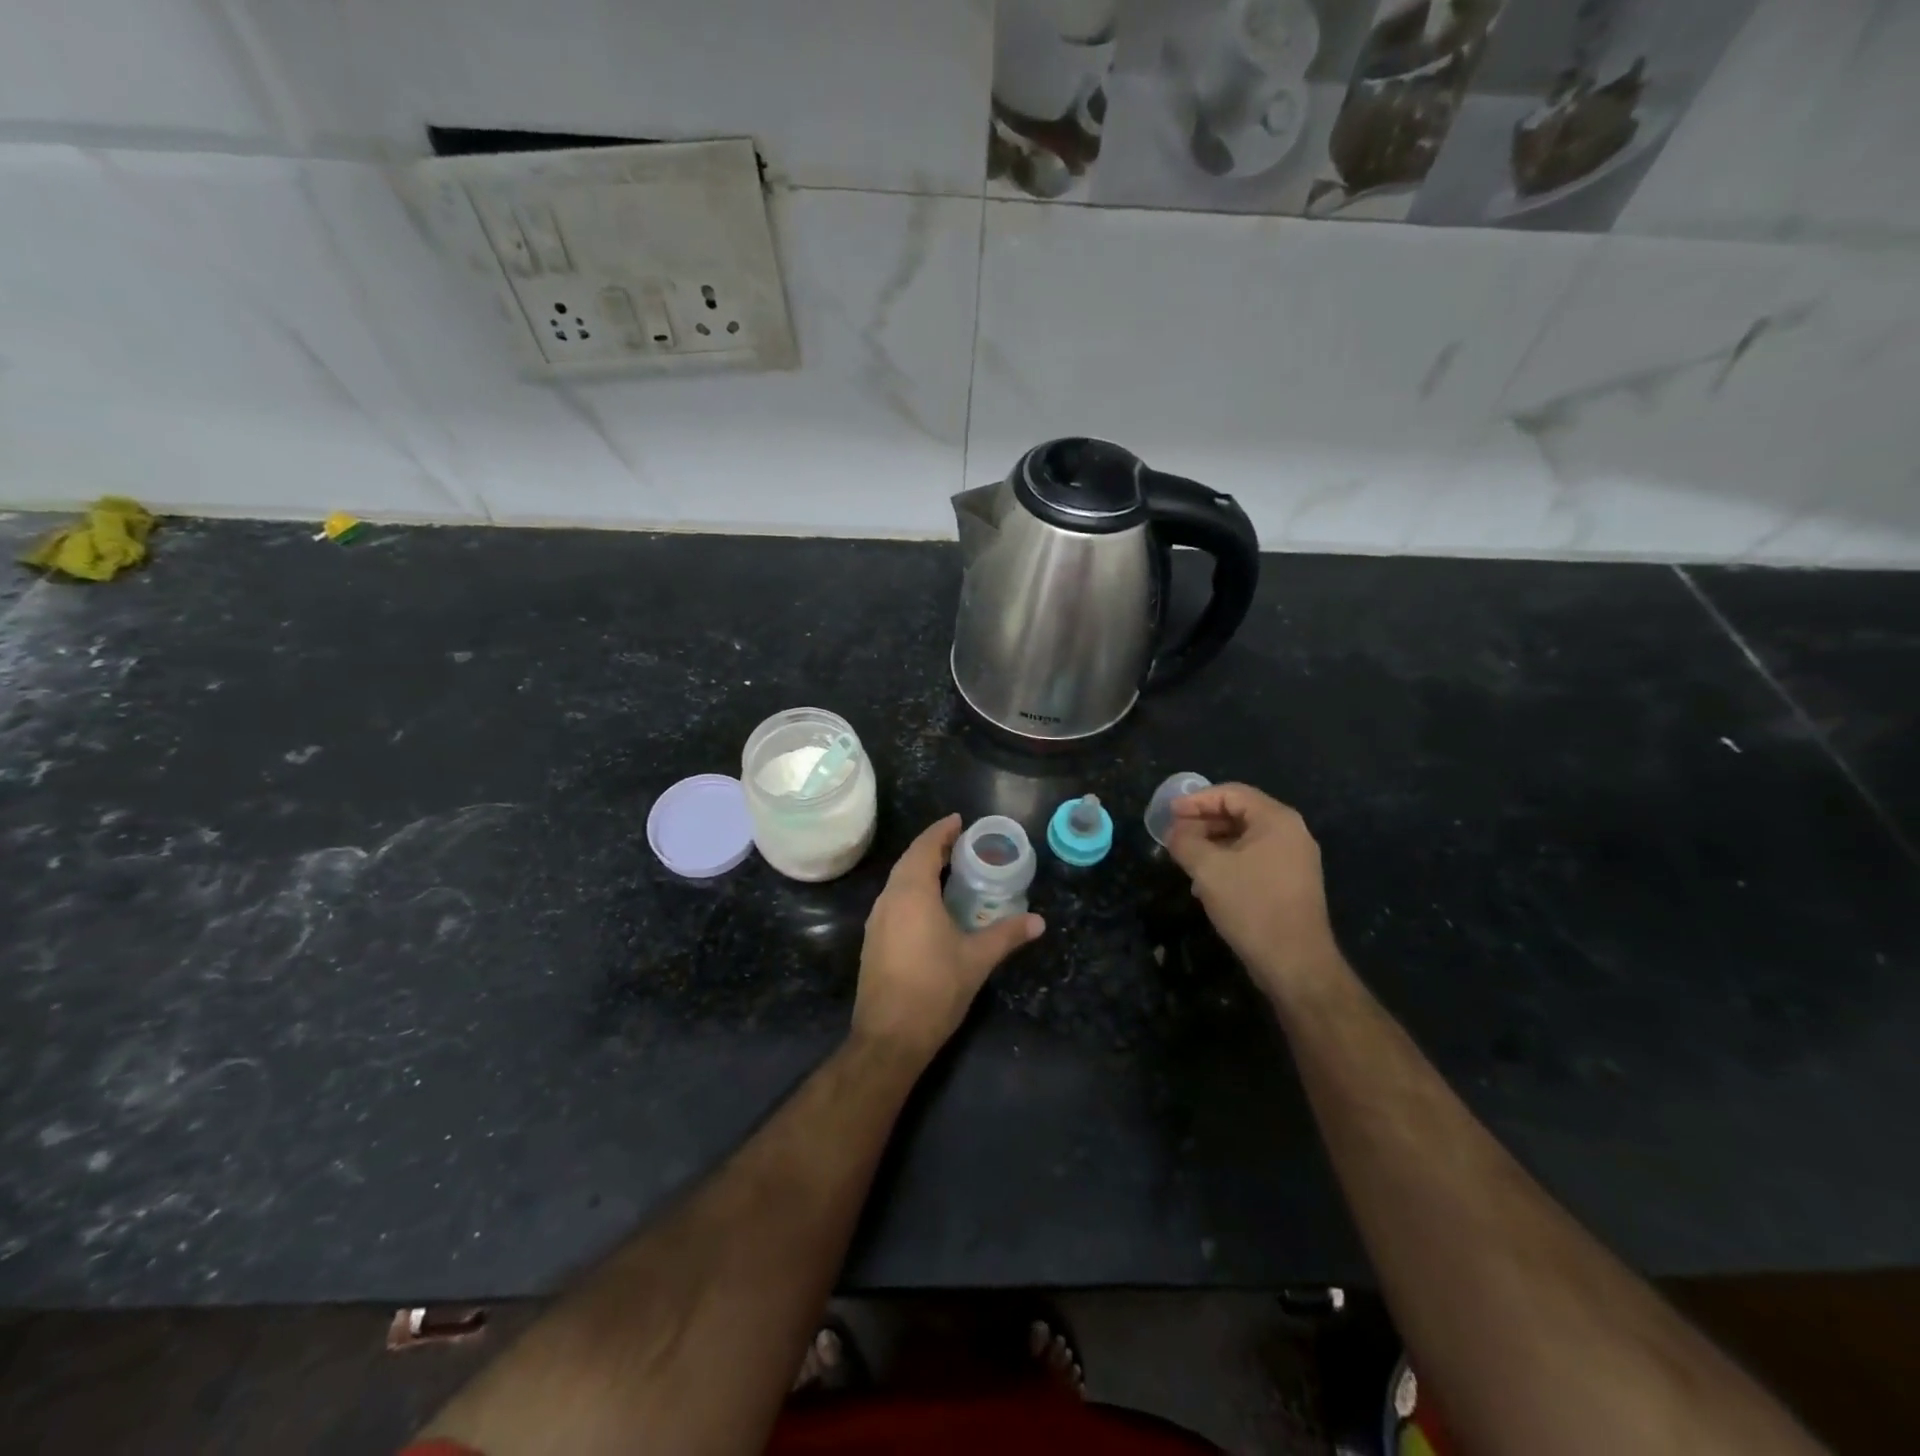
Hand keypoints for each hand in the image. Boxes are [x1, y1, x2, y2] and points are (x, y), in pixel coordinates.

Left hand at [853, 815, 1044, 1059]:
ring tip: (950, 872)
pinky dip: (912, 891)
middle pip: (910, 861)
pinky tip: (931, 907)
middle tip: (961, 845)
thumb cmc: (935, 989)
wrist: (889, 1037)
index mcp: (912, 893)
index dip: (942, 831)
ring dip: (921, 870)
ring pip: (899, 882)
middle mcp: (889, 899)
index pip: (925, 848)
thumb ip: (1007, 935)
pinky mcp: (874, 941)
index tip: (960, 821)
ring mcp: (877, 921)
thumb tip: (1039, 921)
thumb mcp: (977, 959)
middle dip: (933, 848)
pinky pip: (894, 901)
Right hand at [1166, 783, 1341, 1004]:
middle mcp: (1290, 833)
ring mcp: (1294, 860)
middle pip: (1239, 813)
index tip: (1169, 813)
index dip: (1196, 800)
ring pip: (1244, 839)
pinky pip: (1253, 859)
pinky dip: (1227, 862)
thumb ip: (1185, 842)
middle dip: (1203, 822)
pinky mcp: (1290, 883)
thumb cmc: (1252, 905)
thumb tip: (1174, 832)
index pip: (1231, 793)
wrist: (1295, 963)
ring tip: (1185, 858)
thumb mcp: (1208, 869)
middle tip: (1174, 834)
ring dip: (1212, 844)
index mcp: (1277, 820)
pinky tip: (1205, 882)